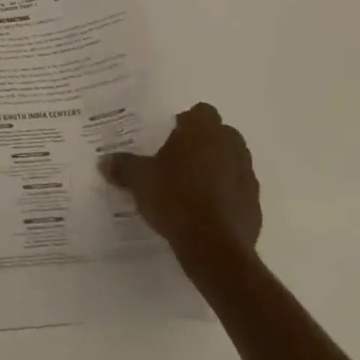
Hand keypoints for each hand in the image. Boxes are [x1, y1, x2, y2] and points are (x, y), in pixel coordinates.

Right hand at [100, 102, 261, 259]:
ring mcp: (247, 176)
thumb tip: (104, 161)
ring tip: (192, 186)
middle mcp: (230, 147)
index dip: (187, 121)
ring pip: (233, 162)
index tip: (171, 135)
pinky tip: (206, 211)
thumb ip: (123, 167)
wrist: (214, 248)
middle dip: (204, 143)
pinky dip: (227, 195)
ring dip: (218, 168)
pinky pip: (239, 191)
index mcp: (203, 131)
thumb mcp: (139, 180)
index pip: (201, 111)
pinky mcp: (255, 205)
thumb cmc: (174, 199)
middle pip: (221, 134)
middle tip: (180, 159)